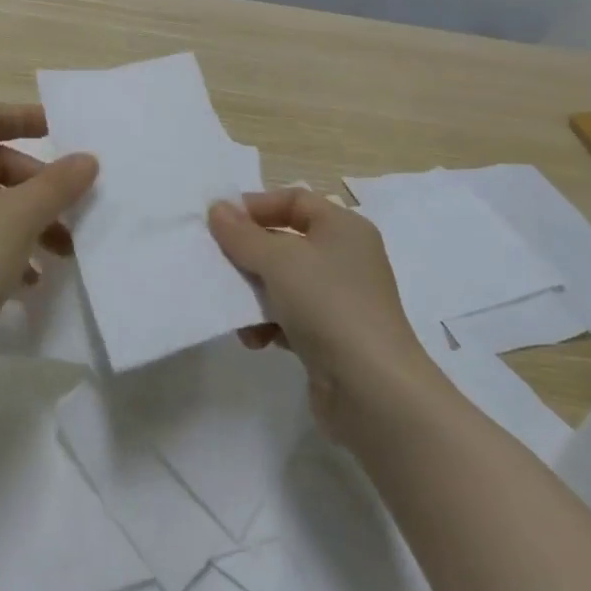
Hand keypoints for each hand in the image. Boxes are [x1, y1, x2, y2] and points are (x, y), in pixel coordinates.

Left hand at [0, 104, 98, 364]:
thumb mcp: (22, 217)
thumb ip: (58, 183)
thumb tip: (86, 159)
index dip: (25, 117)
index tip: (61, 131)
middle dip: (36, 183)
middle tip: (68, 208)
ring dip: (28, 218)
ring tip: (61, 252)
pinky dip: (6, 244)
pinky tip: (31, 280)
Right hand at [208, 190, 430, 438]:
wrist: (373, 391)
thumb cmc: (327, 305)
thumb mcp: (278, 260)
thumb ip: (242, 234)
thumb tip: (217, 208)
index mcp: (343, 228)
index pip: (294, 199)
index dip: (256, 206)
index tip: (220, 221)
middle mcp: (345, 258)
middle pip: (285, 241)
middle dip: (249, 253)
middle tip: (217, 263)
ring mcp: (340, 300)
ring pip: (283, 282)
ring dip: (254, 293)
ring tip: (234, 309)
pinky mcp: (332, 337)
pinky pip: (290, 317)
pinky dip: (269, 324)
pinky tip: (255, 340)